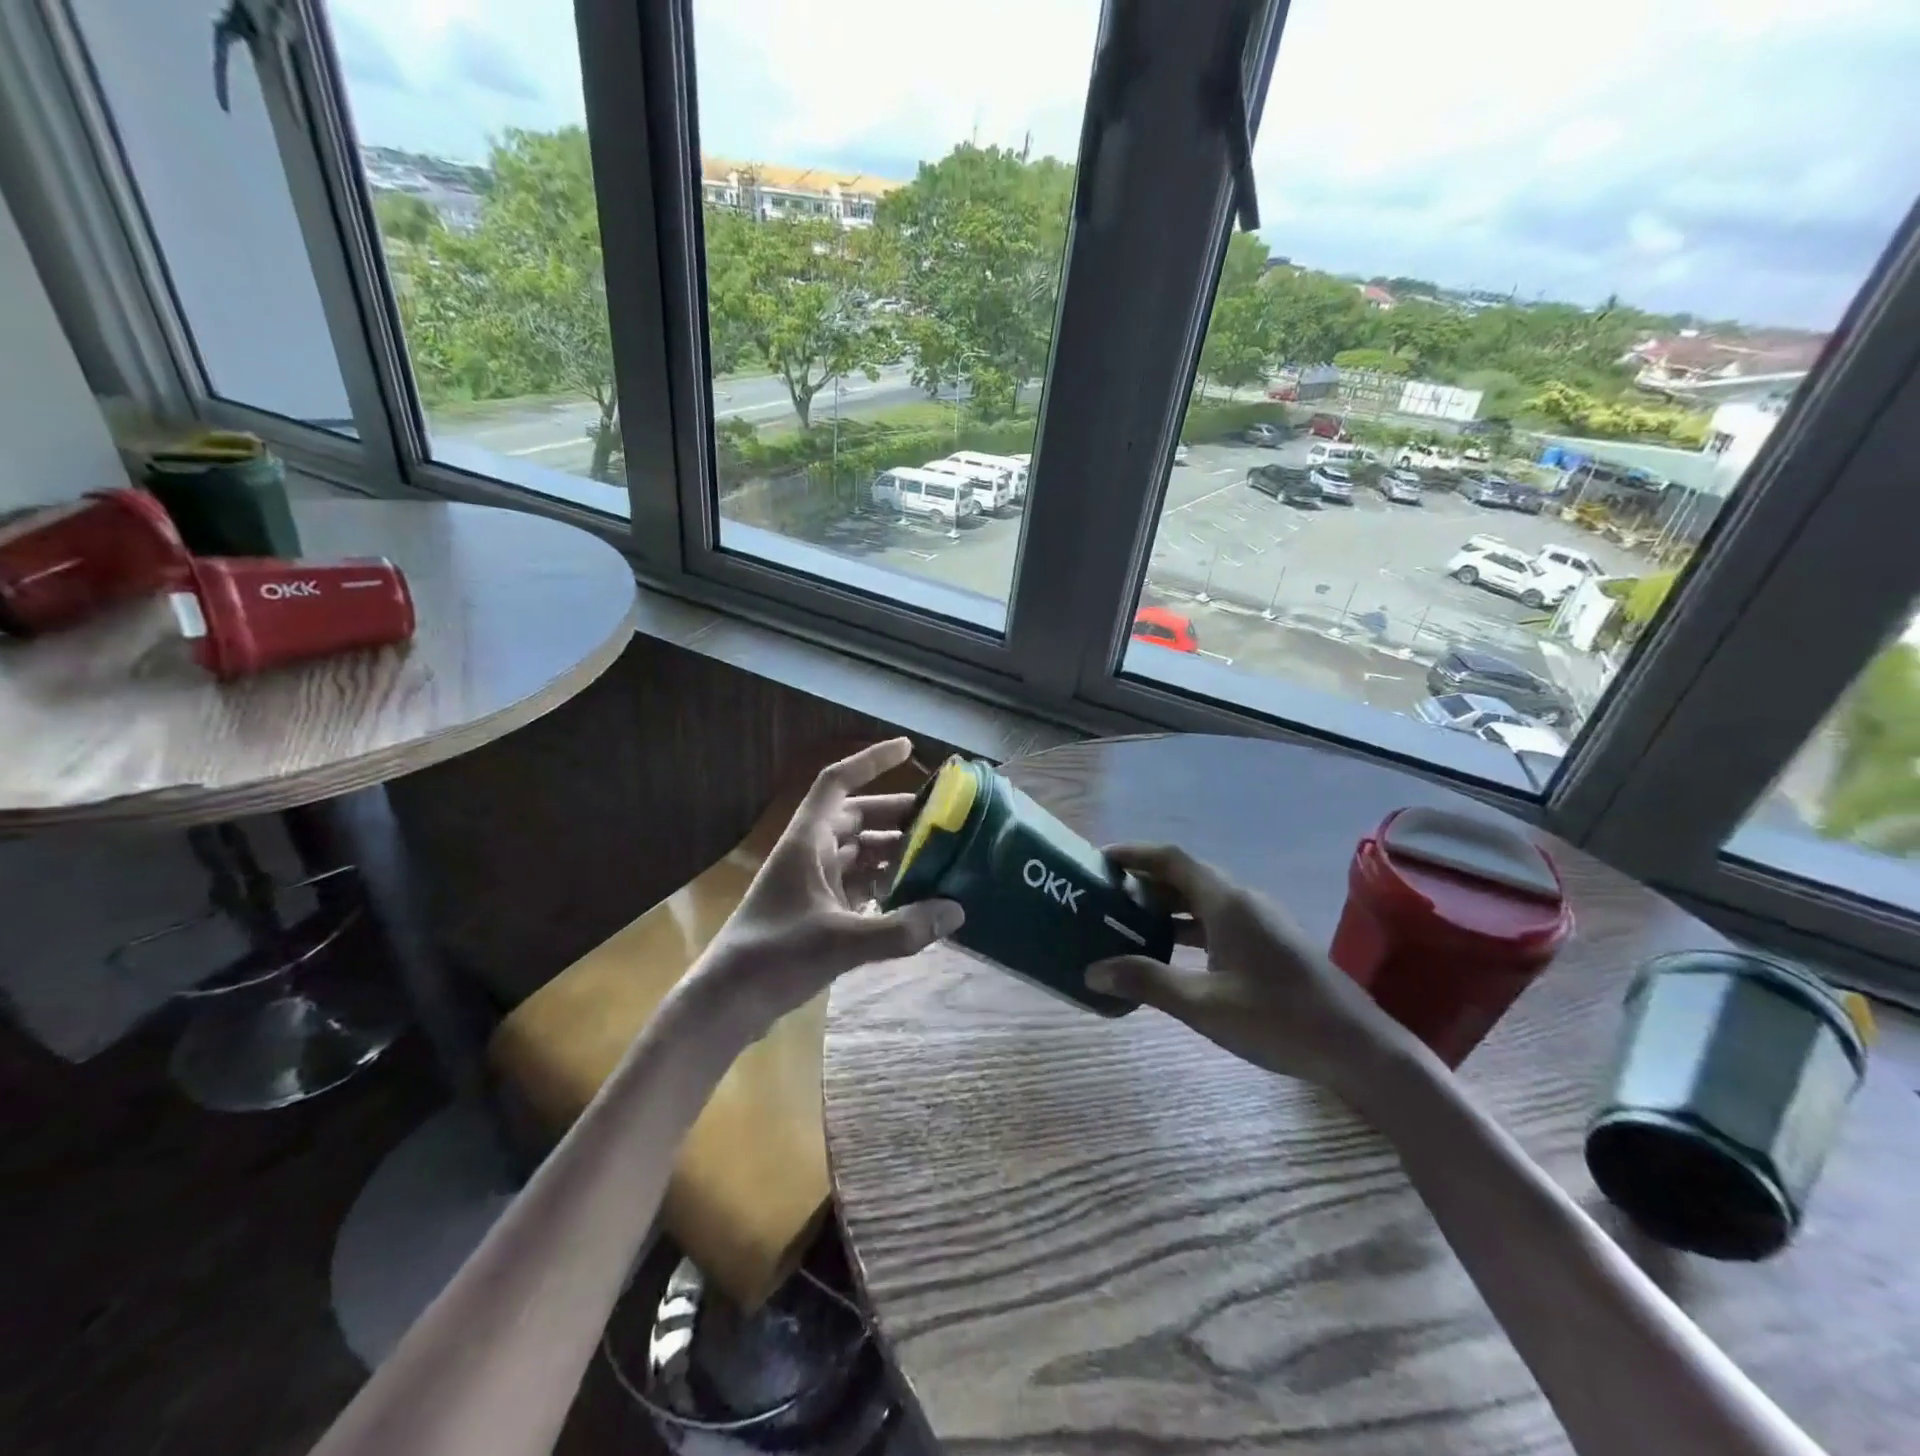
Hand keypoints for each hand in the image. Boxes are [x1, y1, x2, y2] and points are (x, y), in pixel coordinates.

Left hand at [698, 738, 962, 1035]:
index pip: (838, 782)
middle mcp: (810, 852)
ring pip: (859, 852)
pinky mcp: (816, 911)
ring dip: (893, 851)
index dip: (871, 760)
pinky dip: (884, 884)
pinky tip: (913, 896)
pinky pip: (857, 883)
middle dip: (897, 814)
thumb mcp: (840, 942)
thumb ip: (901, 928)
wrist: (728, 1003)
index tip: (909, 748)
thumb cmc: (774, 958)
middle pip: (857, 816)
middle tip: (941, 819)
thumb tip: (956, 911)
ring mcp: (812, 882)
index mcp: (807, 840)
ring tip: (936, 857)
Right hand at [1085, 843, 1413, 1096]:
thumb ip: (1147, 982)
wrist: (1361, 1051)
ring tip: (1129, 922)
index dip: (1135, 854)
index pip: (1172, 859)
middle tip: (1106, 895)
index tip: (1100, 858)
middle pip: (1187, 877)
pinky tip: (1173, 955)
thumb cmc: (1279, 1020)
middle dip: (1146, 881)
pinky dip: (1189, 927)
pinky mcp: (1272, 944)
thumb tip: (1092, 971)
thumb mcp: (1203, 1005)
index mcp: (1227, 903)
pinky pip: (1219, 921)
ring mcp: (1262, 922)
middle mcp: (1244, 901)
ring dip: (1167, 907)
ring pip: (1204, 901)